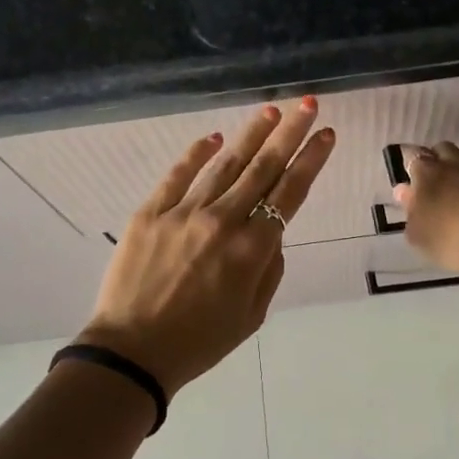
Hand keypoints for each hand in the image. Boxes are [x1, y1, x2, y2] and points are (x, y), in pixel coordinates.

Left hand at [83, 98, 334, 396]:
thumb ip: (269, 268)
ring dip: (250, 135)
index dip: (311, 160)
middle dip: (289, 133)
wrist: (132, 353)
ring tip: (269, 111)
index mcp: (252, 250)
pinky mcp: (150, 212)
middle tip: (307, 105)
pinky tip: (214, 138)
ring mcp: (184, 213)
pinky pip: (178, 175)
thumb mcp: (252, 315)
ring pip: (225, 164)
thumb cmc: (199, 342)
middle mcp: (222, 221)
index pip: (289, 193)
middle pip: (262, 168)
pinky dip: (198, 154)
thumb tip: (271, 232)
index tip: (326, 134)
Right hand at [394, 142, 458, 287]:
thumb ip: (410, 210)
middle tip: (443, 182)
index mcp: (427, 173)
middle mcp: (454, 160)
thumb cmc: (456, 243)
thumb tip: (404, 190)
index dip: (414, 164)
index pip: (414, 156)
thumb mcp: (420, 236)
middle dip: (440, 160)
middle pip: (442, 148)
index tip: (415, 178)